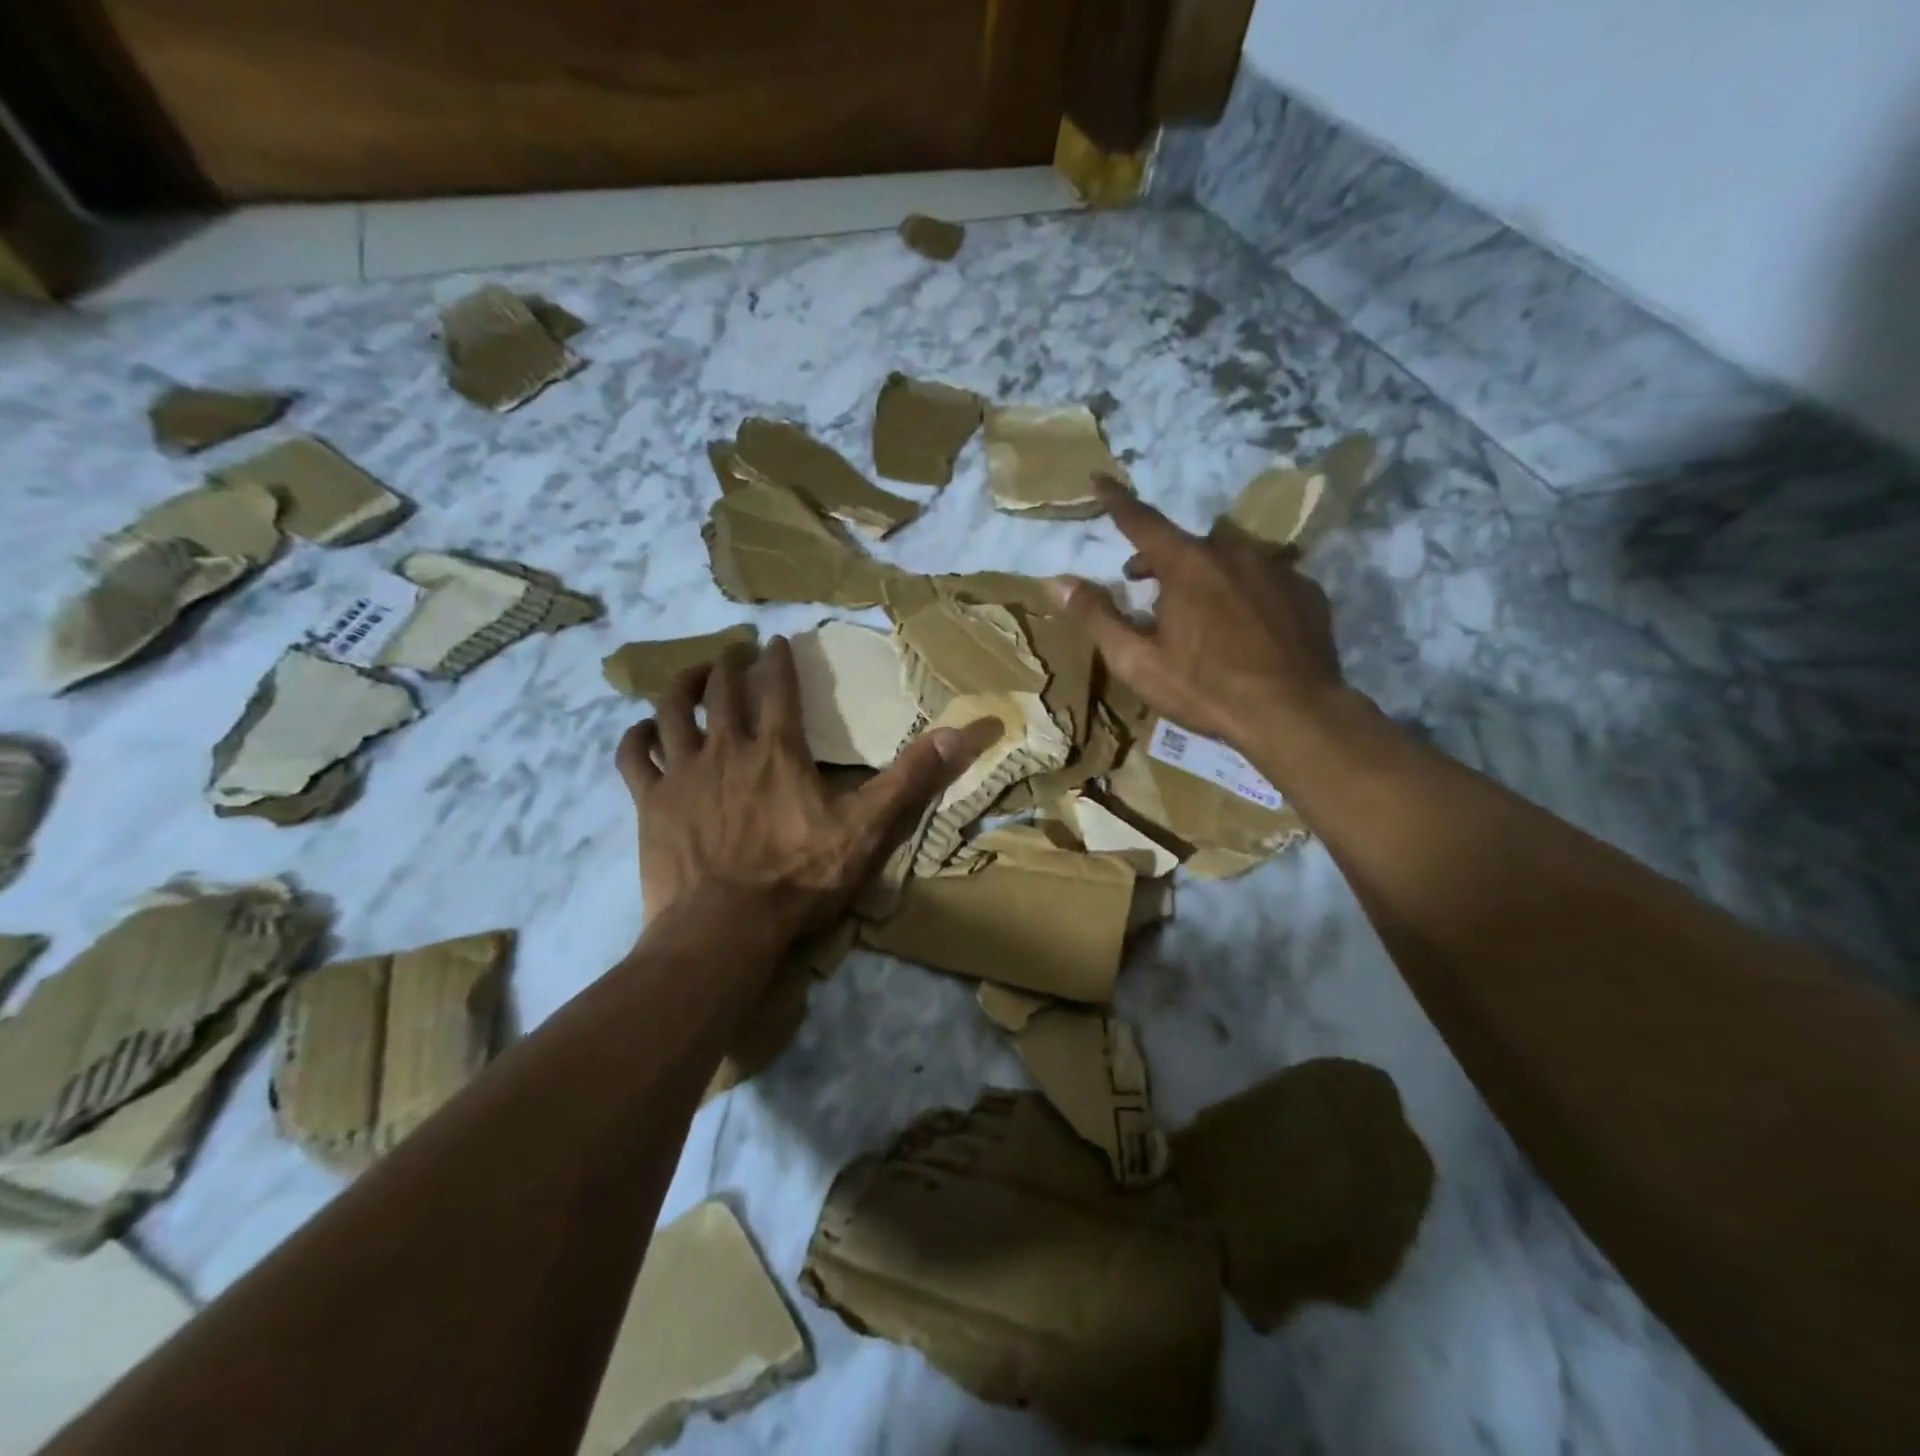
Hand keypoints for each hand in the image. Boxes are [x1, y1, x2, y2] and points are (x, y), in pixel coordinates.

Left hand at [616, 638, 988, 939]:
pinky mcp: (651, 803)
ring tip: (691, 675)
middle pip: (721, 690)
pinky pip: (634, 757)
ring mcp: (683, 774)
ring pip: (673, 712)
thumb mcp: (867, 829)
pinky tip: (643, 731)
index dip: (779, 660)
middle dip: (729, 663)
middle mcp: (727, 749)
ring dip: (681, 686)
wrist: (725, 928)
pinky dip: (637, 737)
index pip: (779, 688)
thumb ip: (910, 779)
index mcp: (778, 751)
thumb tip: (962, 733)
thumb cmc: (799, 878)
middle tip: (734, 652)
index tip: (777, 642)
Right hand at [1052, 476, 1347, 752]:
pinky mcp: (1306, 591)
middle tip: (1147, 587)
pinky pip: (1265, 577)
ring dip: (1207, 572)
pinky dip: (1246, 590)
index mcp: (1188, 565)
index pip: (1142, 521)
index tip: (1099, 479)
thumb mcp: (1137, 662)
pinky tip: (1246, 625)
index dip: (1116, 501)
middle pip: (1188, 542)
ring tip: (1200, 610)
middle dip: (1161, 558)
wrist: (1293, 714)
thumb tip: (1059, 582)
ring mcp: (1277, 568)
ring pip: (1230, 555)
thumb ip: (1097, 617)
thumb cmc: (1205, 688)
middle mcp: (1234, 552)